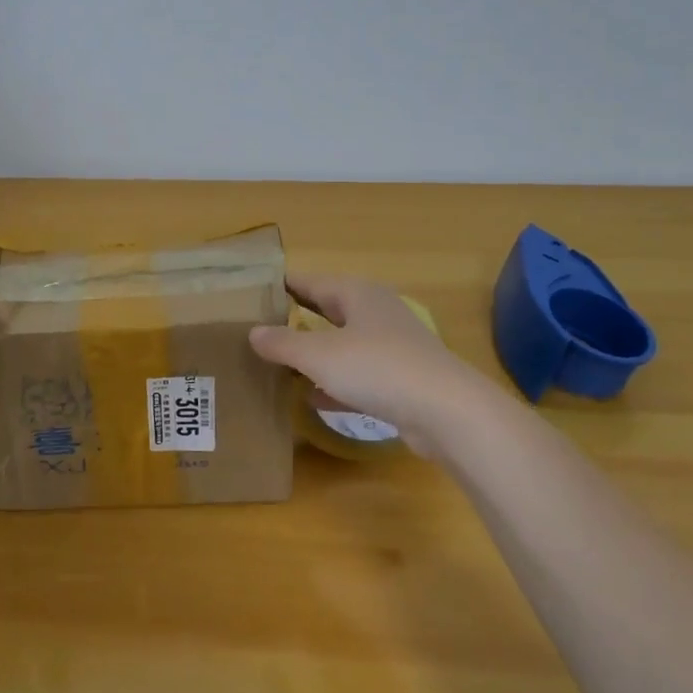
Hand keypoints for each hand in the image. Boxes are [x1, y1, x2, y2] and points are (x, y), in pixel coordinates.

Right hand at [248, 273, 494, 457]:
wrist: (446, 411)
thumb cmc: (377, 368)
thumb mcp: (319, 355)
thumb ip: (282, 343)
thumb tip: (253, 332)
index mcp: (356, 293)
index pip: (308, 281)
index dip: (278, 286)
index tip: (247, 294)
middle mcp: (374, 312)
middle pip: (325, 311)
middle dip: (292, 321)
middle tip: (254, 331)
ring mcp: (389, 347)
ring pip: (340, 345)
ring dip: (312, 356)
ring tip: (274, 366)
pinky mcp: (398, 380)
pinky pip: (356, 376)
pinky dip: (333, 385)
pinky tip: (310, 400)